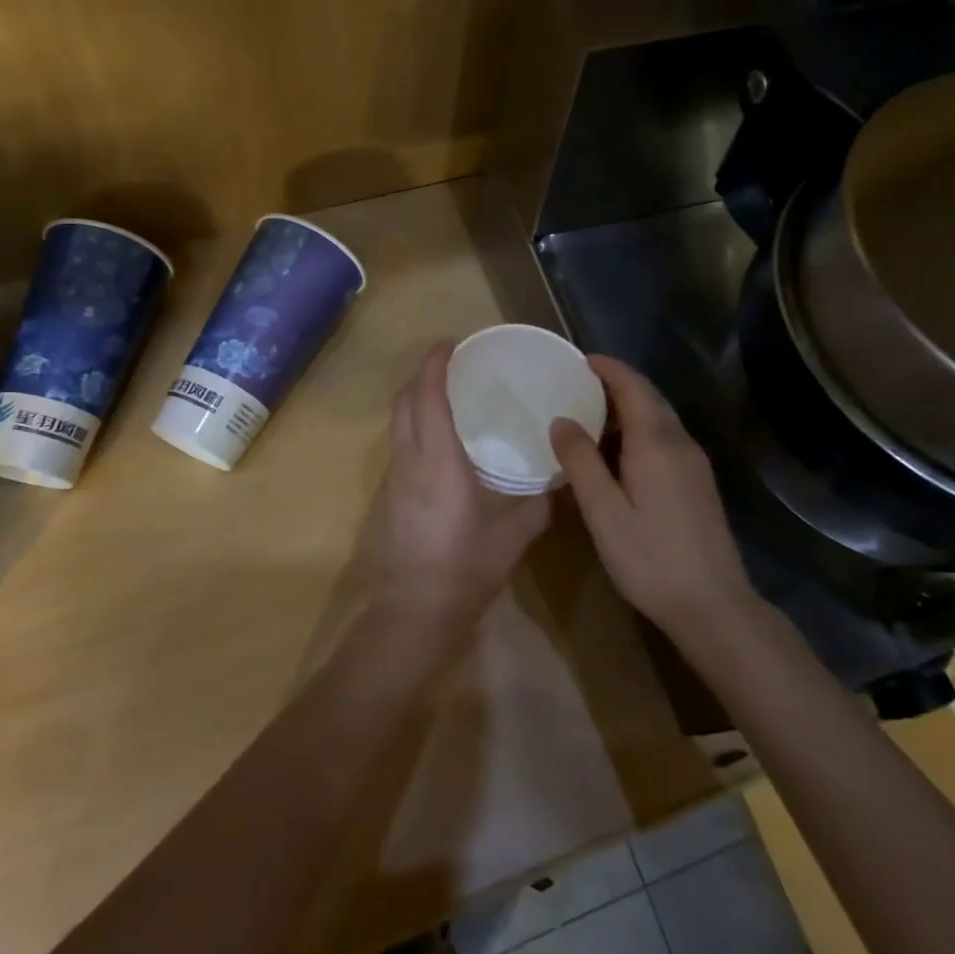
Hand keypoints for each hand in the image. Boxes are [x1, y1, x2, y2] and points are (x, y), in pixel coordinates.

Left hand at [370, 341, 549, 632]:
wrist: (415, 611)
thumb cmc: (466, 567)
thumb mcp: (514, 534)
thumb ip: (540, 502)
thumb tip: (563, 477)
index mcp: (438, 460)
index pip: (428, 396)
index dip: (435, 363)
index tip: (451, 342)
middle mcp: (409, 459)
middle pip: (405, 401)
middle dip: (422, 374)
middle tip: (453, 363)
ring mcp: (395, 476)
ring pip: (398, 421)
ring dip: (416, 398)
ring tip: (449, 393)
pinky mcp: (391, 494)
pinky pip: (400, 442)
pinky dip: (415, 423)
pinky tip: (441, 437)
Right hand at [550, 356, 753, 636]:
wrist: (713, 605)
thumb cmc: (650, 558)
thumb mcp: (603, 512)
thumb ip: (581, 462)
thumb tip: (560, 420)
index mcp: (656, 443)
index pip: (633, 386)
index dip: (608, 368)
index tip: (578, 360)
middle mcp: (680, 443)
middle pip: (649, 398)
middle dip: (616, 384)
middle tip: (577, 384)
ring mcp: (694, 464)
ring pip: (660, 418)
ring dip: (628, 407)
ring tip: (590, 413)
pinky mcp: (698, 483)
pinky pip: (666, 439)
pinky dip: (640, 429)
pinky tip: (618, 451)